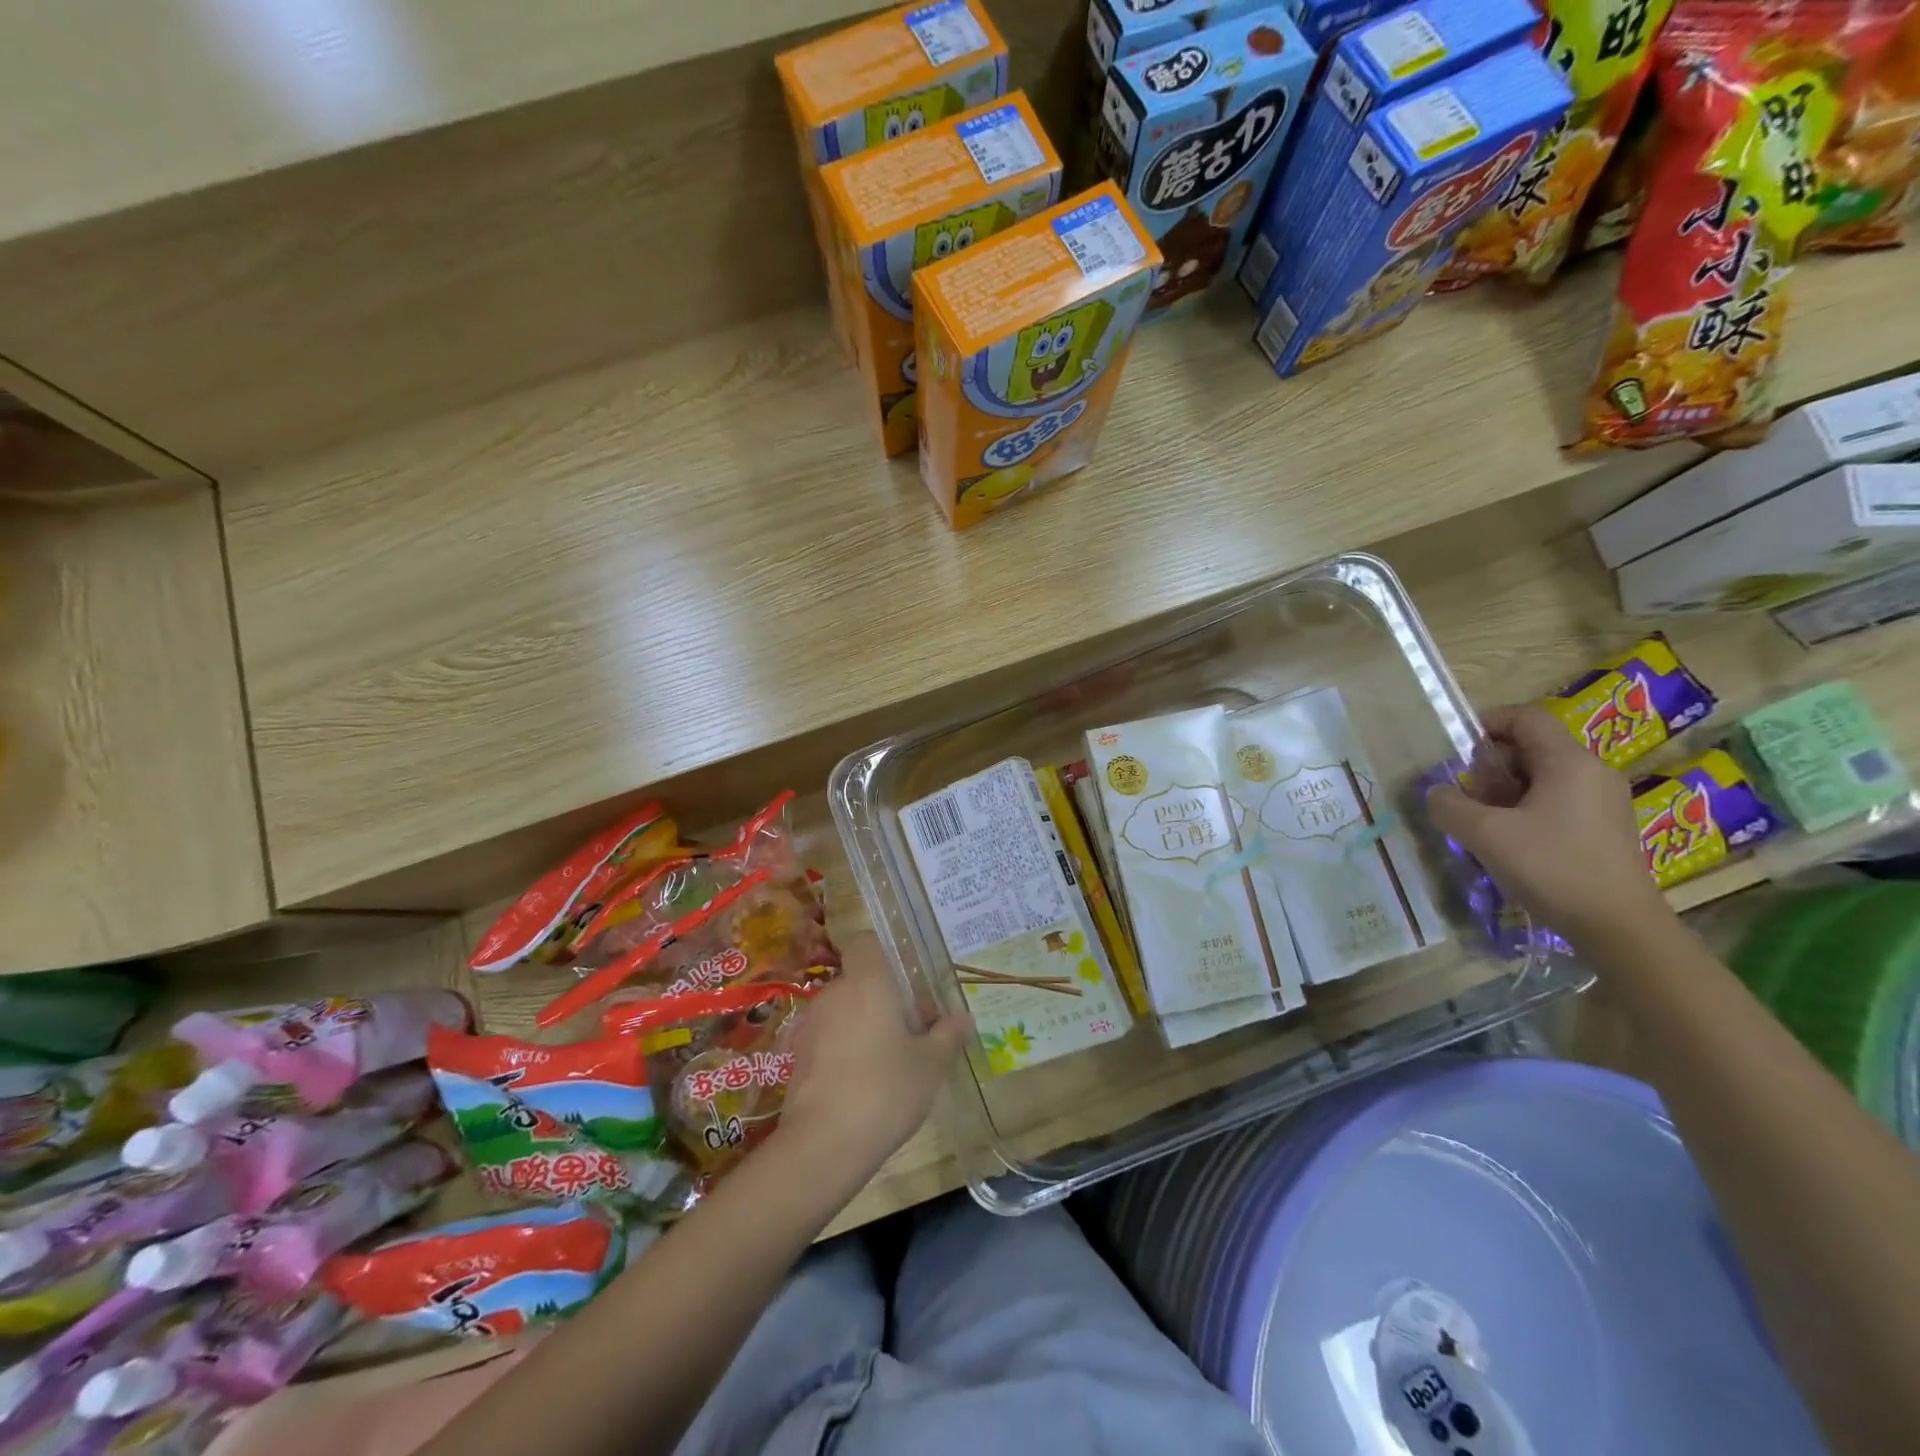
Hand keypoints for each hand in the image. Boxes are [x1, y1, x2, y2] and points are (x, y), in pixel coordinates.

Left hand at [778, 938, 971, 1180]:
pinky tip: (864, 1084)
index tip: (909, 985)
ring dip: (866, 1025)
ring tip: (893, 1063)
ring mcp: (811, 1025)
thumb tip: (963, 1016)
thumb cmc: (885, 1091)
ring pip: (845, 1010)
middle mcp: (835, 994)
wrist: (822, 1146)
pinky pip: (829, 1038)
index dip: (886, 954)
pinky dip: (846, 1049)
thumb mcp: (930, 1065)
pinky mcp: (797, 1056)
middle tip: (915, 1034)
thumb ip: (948, 1035)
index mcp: (868, 983)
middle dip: (887, 1000)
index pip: (866, 942)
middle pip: (861, 981)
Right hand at [1426, 704, 1668, 940]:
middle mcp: (1592, 773)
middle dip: (1491, 765)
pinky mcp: (1604, 828)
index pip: (1526, 718)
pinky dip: (1525, 809)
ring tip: (1483, 822)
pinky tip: (1510, 841)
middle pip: (1532, 747)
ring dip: (1505, 790)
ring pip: (1542, 777)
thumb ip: (1449, 805)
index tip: (1456, 750)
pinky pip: (1556, 801)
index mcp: (1569, 762)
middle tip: (1467, 795)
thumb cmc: (1552, 867)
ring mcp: (1603, 802)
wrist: (1618, 927)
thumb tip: (1437, 793)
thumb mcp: (1484, 834)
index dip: (1487, 723)